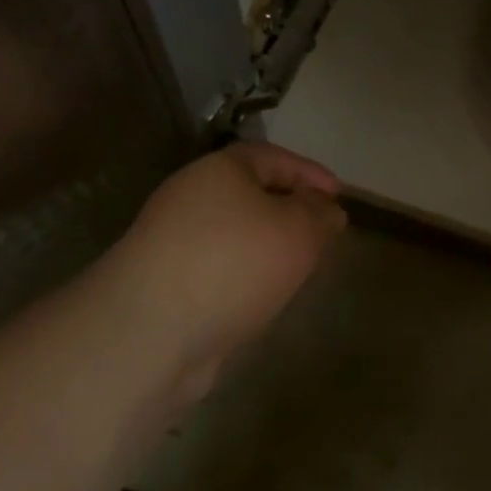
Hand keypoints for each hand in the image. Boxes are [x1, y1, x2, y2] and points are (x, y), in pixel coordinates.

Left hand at [104, 142, 346, 383]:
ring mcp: (173, 241)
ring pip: (236, 234)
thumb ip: (320, 215)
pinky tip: (263, 298)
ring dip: (269, 247)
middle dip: (291, 211)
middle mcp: (192, 196)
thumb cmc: (233, 263)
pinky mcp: (165, 284)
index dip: (312, 174)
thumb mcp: (298, 230)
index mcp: (221, 169)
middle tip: (323, 234)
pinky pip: (219, 268)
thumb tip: (328, 209)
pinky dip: (246, 276)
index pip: (276, 158)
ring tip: (300, 270)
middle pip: (253, 194)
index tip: (341, 198)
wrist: (150, 333)